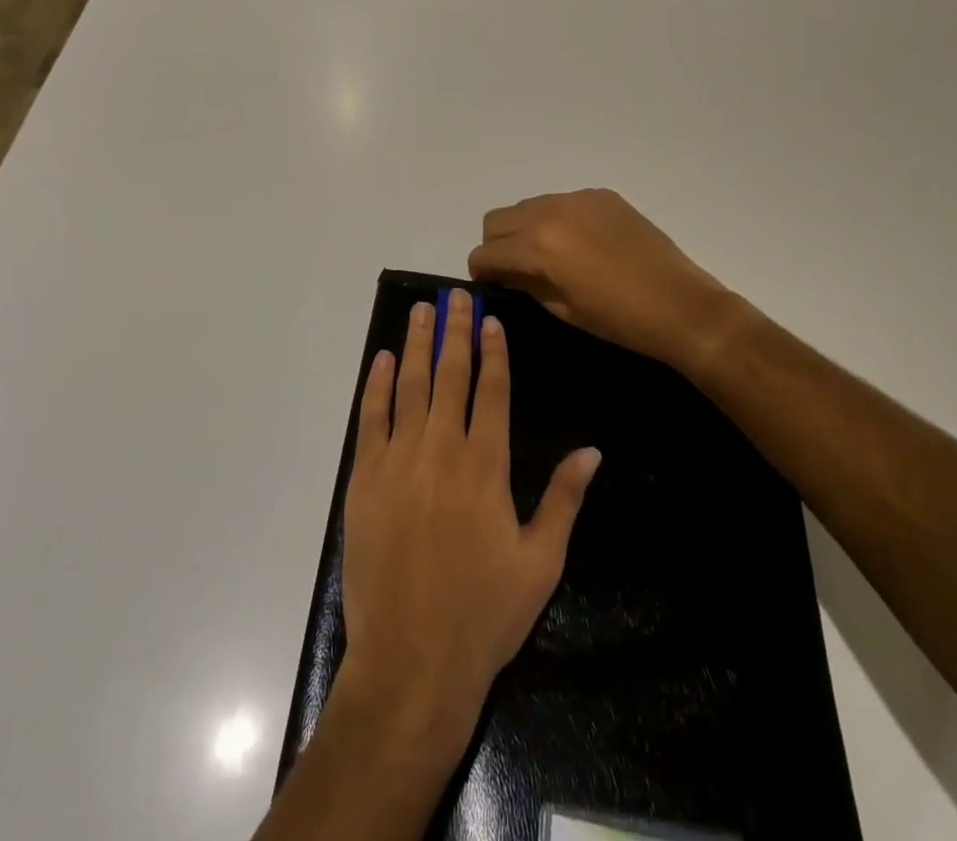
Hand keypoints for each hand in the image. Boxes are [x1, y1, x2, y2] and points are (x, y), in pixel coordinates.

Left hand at [338, 290, 600, 766]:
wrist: (412, 662)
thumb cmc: (484, 614)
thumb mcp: (540, 562)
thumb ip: (563, 500)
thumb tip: (592, 449)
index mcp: (485, 466)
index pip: (491, 391)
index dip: (493, 351)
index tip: (490, 319)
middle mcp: (441, 450)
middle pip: (450, 376)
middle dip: (454, 332)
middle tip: (455, 296)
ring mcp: (398, 461)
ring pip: (409, 386)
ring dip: (416, 345)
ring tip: (421, 311)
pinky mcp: (364, 479)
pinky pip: (371, 419)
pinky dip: (377, 385)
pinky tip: (382, 360)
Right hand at [467, 189, 749, 375]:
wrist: (680, 305)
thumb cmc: (618, 319)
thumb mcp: (562, 309)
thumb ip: (525, 284)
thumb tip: (505, 274)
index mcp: (538, 246)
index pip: (485, 252)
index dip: (482, 273)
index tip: (492, 286)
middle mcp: (550, 212)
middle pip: (497, 220)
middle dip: (497, 246)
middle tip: (515, 270)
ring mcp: (578, 198)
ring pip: (527, 206)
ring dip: (524, 229)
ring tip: (548, 255)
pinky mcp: (601, 195)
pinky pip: (561, 201)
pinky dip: (557, 219)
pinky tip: (581, 244)